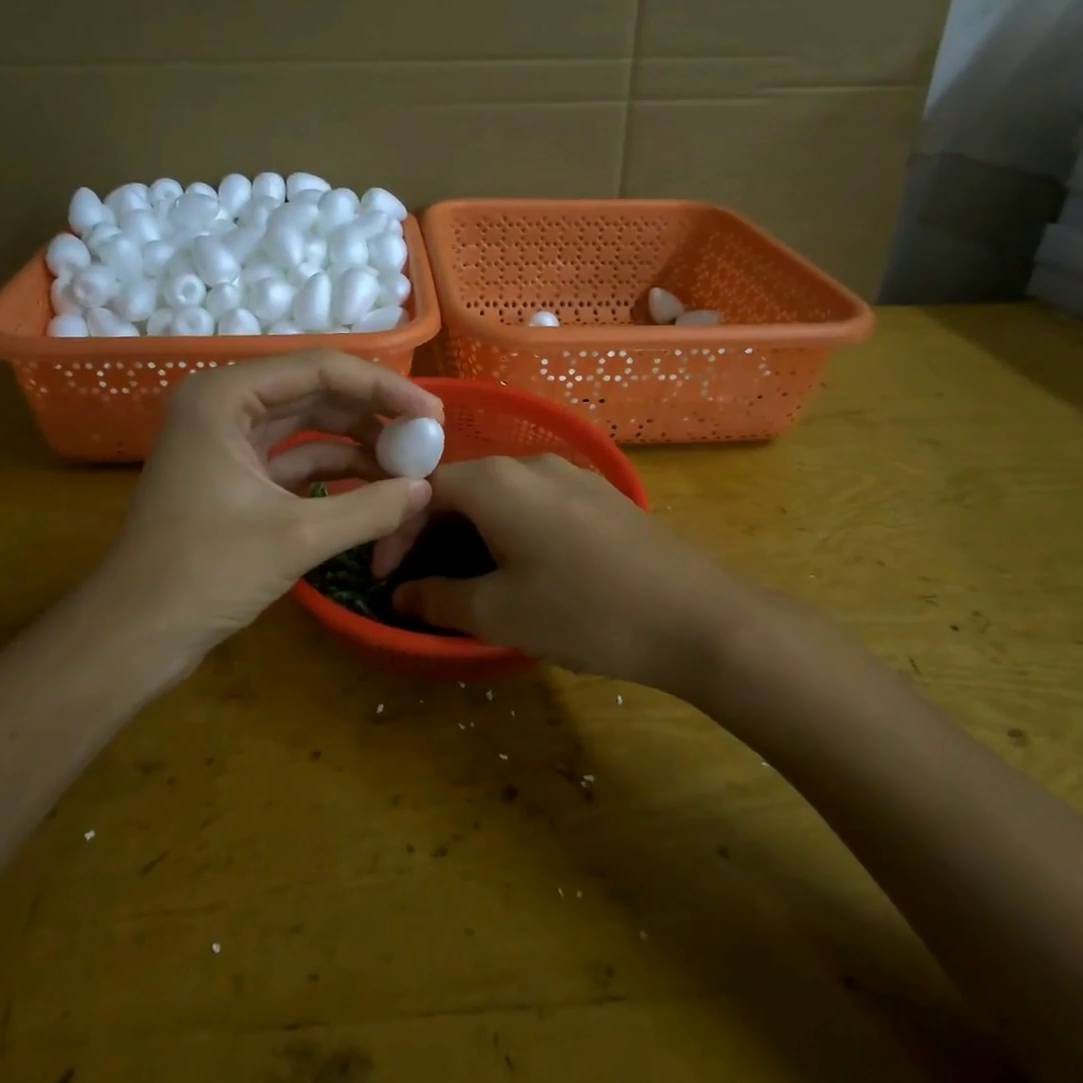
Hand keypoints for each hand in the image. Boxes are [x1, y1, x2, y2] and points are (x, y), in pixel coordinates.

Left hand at [95, 351, 439, 662]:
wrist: (134, 635)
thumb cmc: (203, 574)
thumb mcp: (295, 538)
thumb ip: (369, 508)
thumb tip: (426, 490)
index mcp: (225, 396)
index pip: (321, 369)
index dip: (384, 388)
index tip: (432, 413)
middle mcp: (225, 404)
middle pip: (317, 392)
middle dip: (374, 414)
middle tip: (427, 437)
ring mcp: (229, 440)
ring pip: (309, 425)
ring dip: (359, 442)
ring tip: (409, 464)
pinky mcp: (236, 475)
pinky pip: (296, 458)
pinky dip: (336, 470)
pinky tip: (377, 486)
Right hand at [383, 455, 750, 692]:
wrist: (698, 618)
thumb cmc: (585, 612)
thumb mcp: (500, 613)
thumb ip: (439, 598)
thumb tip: (402, 594)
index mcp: (496, 481)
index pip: (423, 490)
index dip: (396, 531)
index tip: (384, 577)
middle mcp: (530, 464)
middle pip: (461, 488)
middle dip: (430, 532)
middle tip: (417, 580)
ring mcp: (571, 476)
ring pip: (499, 497)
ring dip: (469, 533)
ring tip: (464, 578)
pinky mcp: (600, 497)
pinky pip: (534, 504)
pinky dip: (508, 531)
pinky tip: (519, 568)